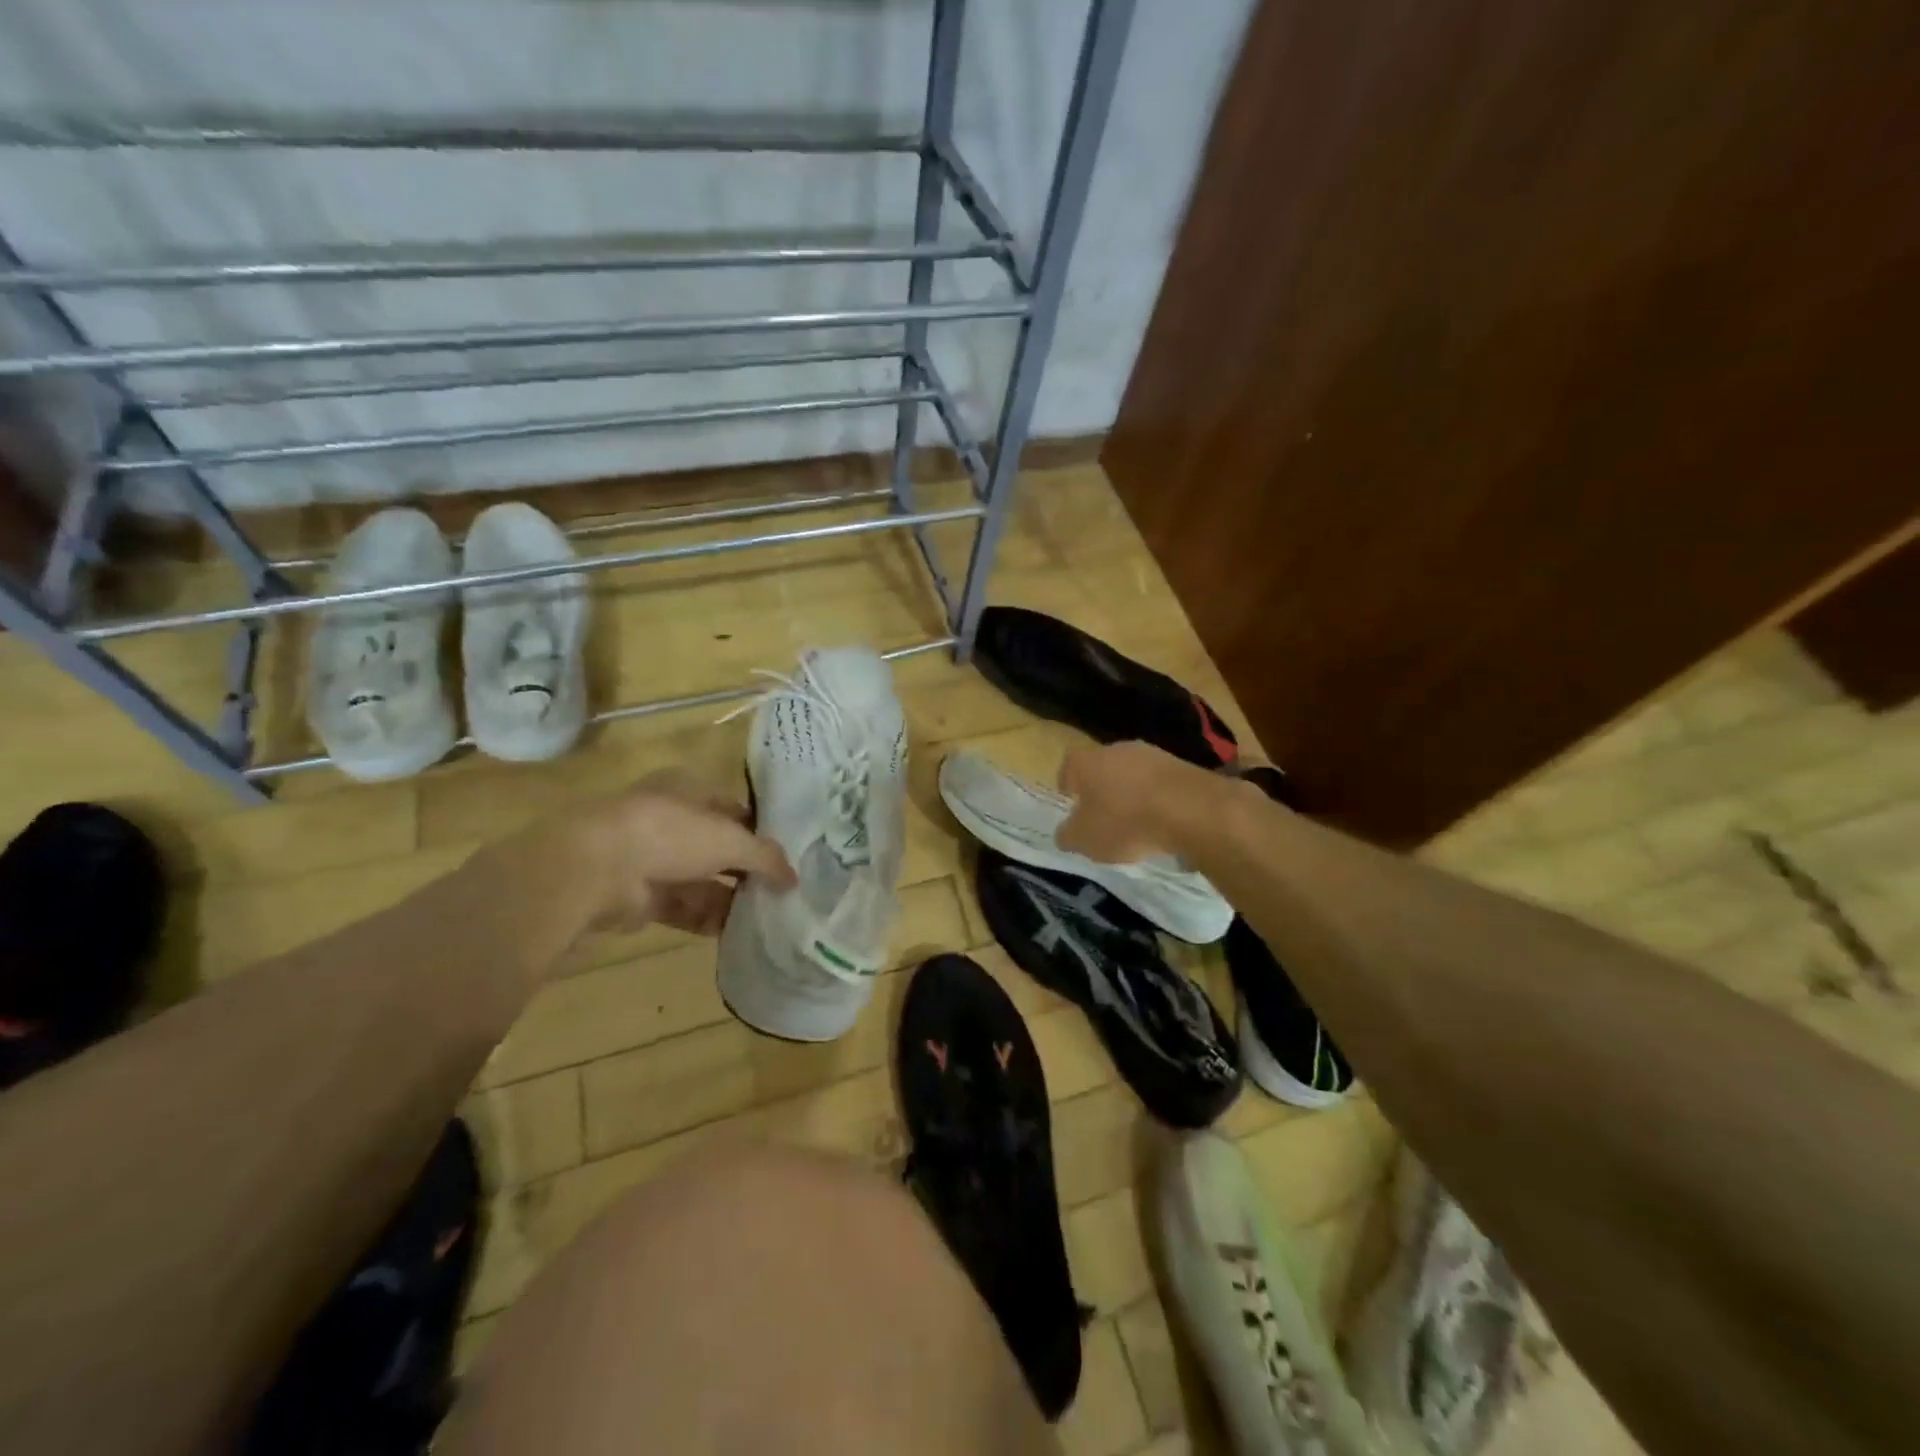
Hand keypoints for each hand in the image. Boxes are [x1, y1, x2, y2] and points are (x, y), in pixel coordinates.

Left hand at [573, 769, 795, 934]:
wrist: (596, 869)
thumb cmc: (671, 834)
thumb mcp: (730, 839)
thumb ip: (765, 857)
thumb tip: (794, 877)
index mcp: (688, 790)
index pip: (733, 810)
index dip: (760, 832)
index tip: (786, 857)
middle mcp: (669, 820)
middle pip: (717, 848)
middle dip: (746, 870)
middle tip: (780, 891)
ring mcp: (651, 858)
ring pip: (700, 879)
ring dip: (729, 898)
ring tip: (765, 917)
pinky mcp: (638, 895)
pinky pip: (681, 907)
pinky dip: (705, 919)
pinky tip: (735, 933)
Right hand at [1056, 741, 1201, 862]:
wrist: (1191, 810)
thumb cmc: (1125, 823)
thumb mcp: (1085, 840)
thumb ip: (1068, 836)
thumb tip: (1064, 833)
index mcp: (1087, 762)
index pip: (1069, 764)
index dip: (1068, 782)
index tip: (1071, 802)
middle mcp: (1117, 749)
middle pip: (1102, 766)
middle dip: (1101, 789)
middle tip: (1102, 816)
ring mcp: (1153, 754)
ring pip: (1133, 773)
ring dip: (1131, 793)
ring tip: (1135, 823)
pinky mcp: (1182, 765)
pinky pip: (1160, 783)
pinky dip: (1157, 799)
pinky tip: (1162, 822)